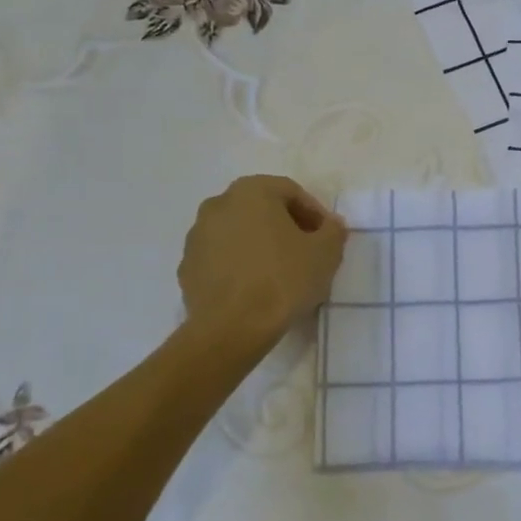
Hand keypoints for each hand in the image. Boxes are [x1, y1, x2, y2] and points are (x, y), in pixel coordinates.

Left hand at [178, 176, 347, 346]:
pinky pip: (221, 258)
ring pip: (239, 233)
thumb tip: (330, 225)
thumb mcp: (326, 253)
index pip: (291, 192)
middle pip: (262, 209)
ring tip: (281, 273)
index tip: (327, 238)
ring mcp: (197, 236)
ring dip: (261, 245)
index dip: (315, 213)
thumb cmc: (283, 280)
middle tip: (307, 252)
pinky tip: (255, 289)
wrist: (231, 329)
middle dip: (286, 227)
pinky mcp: (187, 267)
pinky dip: (239, 266)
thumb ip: (333, 230)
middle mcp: (218, 204)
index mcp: (252, 192)